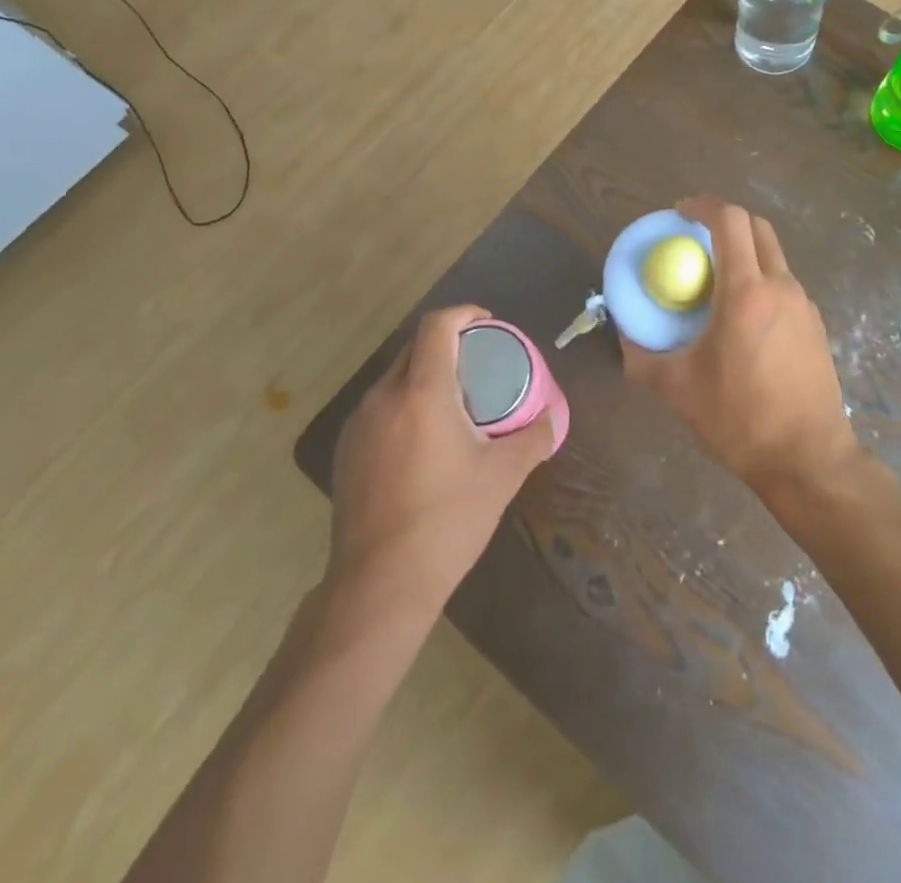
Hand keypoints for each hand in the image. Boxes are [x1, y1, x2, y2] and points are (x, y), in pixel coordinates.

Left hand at [329, 304, 554, 612]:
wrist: (379, 586)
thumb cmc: (448, 521)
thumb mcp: (503, 477)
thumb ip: (533, 439)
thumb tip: (553, 419)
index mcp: (422, 392)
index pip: (437, 325)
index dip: (464, 313)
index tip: (488, 325)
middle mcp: (384, 396)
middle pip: (415, 346)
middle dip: (449, 344)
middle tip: (481, 365)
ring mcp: (359, 423)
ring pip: (395, 376)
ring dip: (426, 374)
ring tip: (456, 403)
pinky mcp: (347, 450)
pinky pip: (381, 405)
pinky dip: (406, 402)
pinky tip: (425, 440)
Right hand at [620, 197, 858, 496]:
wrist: (808, 459)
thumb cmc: (739, 420)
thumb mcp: (678, 389)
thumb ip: (642, 357)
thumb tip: (624, 335)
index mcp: (747, 292)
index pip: (730, 221)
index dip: (702, 206)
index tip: (679, 214)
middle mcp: (781, 287)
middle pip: (757, 227)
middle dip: (725, 221)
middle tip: (695, 239)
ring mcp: (804, 304)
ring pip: (773, 255)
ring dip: (744, 252)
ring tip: (715, 281)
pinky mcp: (816, 324)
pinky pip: (784, 283)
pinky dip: (760, 279)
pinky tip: (742, 318)